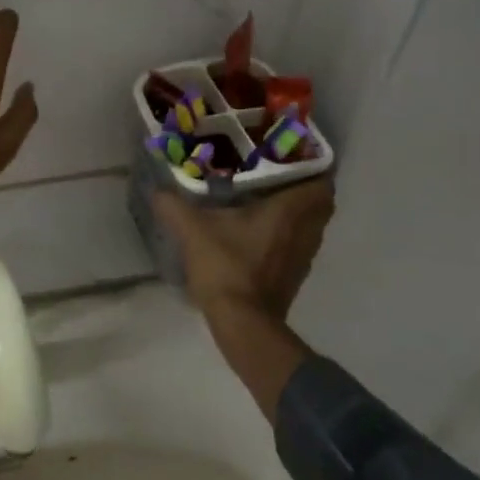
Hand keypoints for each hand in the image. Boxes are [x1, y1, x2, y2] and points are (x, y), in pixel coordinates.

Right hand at [153, 181, 335, 323]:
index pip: (321, 181)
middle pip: (320, 202)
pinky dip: (288, 234)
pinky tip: (259, 232)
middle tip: (275, 175)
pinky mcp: (295, 275)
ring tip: (266, 199)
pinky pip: (299, 244)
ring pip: (311, 224)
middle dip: (303, 187)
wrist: (243, 324)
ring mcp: (304, 256)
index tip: (289, 155)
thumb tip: (158, 190)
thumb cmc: (227, 268)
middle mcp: (306, 230)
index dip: (312, 166)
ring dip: (297, 212)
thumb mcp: (193, 231)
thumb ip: (174, 206)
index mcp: (290, 211)